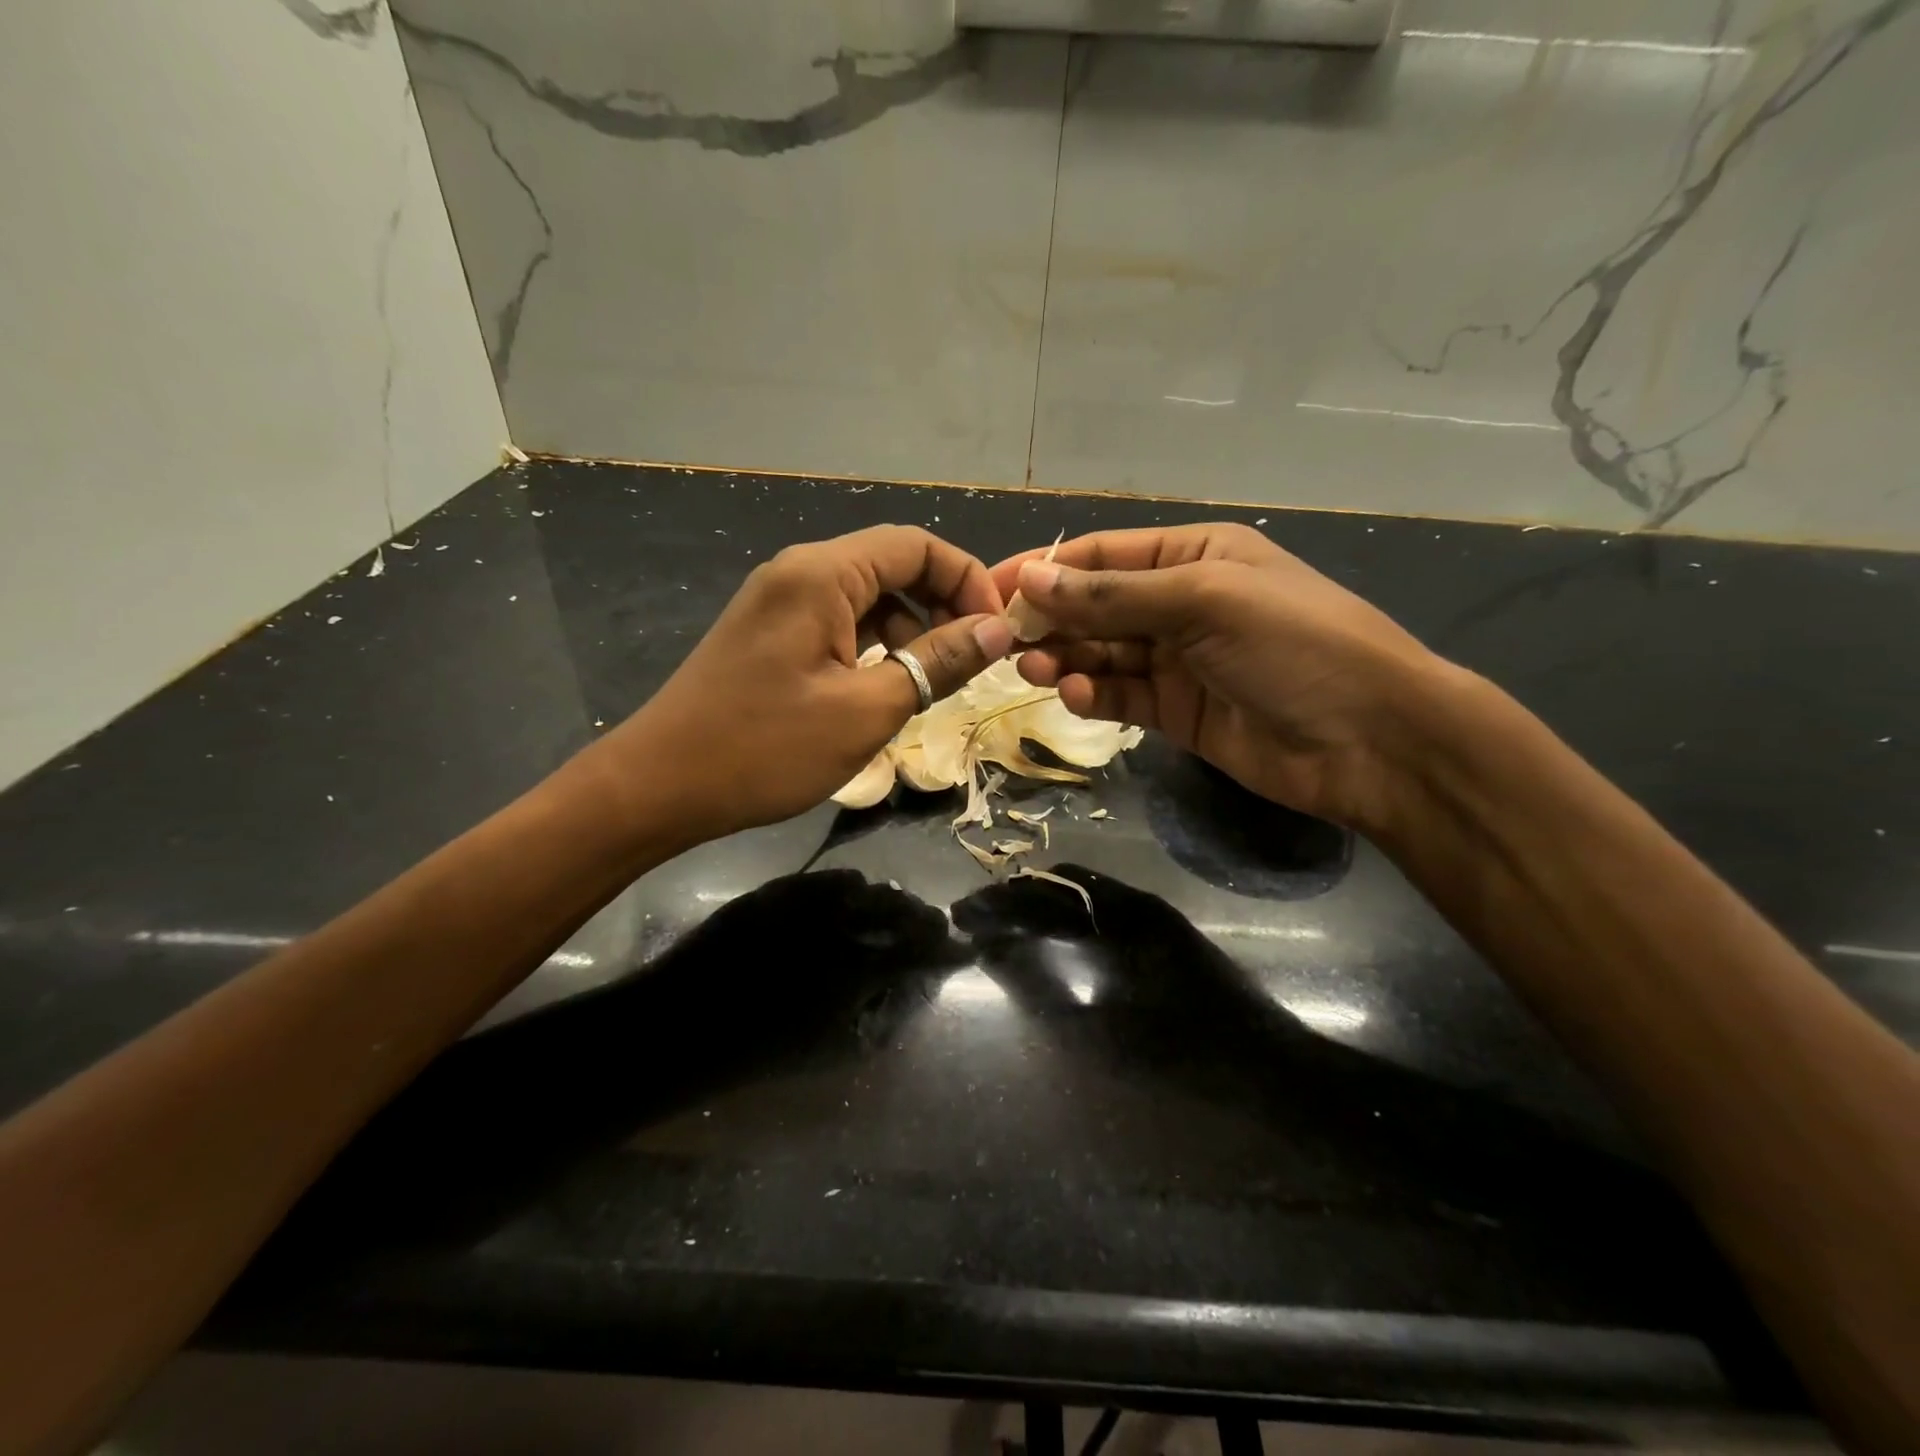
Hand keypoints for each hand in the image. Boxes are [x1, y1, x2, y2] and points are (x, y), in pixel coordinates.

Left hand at [605, 526, 1014, 841]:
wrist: (659, 786)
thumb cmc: (765, 748)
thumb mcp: (866, 710)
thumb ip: (936, 662)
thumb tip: (997, 630)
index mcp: (822, 574)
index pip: (917, 545)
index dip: (968, 580)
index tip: (996, 632)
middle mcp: (800, 573)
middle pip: (893, 565)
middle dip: (942, 606)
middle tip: (970, 661)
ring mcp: (781, 603)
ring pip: (869, 598)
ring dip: (911, 630)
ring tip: (931, 683)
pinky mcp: (771, 635)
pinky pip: (840, 623)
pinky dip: (876, 646)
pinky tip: (886, 688)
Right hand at [992, 523, 1451, 828]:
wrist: (1371, 741)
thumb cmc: (1294, 646)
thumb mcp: (1205, 602)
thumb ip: (1114, 596)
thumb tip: (1031, 579)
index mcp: (1194, 556)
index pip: (1101, 556)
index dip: (1045, 570)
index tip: (991, 592)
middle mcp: (1181, 603)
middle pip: (1096, 606)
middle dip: (1051, 620)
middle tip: (1005, 641)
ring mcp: (1178, 660)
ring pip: (1102, 653)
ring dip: (1065, 659)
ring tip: (1033, 669)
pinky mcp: (1176, 712)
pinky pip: (1121, 696)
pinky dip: (1094, 696)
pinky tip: (1075, 697)